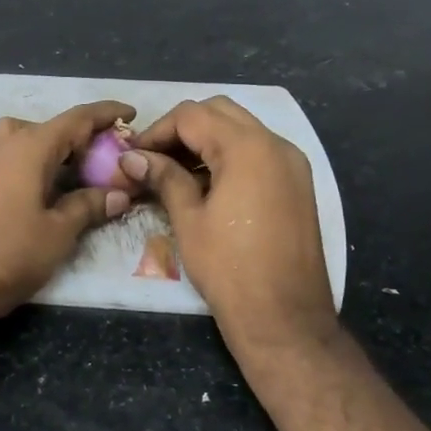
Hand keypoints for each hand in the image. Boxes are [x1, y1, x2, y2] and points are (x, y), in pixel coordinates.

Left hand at [0, 101, 136, 321]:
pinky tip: (4, 178)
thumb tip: (118, 194)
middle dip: (75, 138)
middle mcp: (2, 144)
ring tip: (55, 170)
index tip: (129, 113)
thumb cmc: (12, 254)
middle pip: (46, 128)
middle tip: (99, 159)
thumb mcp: (60, 232)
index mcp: (31, 147)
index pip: (76, 119)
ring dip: (38, 146)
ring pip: (13, 137)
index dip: (105, 113)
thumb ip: (89, 206)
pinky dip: (0, 161)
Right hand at [120, 97, 338, 357]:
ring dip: (206, 141)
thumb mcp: (189, 219)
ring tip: (175, 172)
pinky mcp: (298, 184)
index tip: (134, 156)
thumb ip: (163, 177)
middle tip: (154, 159)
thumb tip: (132, 158)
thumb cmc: (229, 268)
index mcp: (248, 147)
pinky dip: (230, 156)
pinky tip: (206, 184)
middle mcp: (276, 144)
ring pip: (242, 129)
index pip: (192, 116)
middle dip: (182, 129)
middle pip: (220, 112)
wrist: (285, 318)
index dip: (157, 131)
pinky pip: (259, 152)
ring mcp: (292, 164)